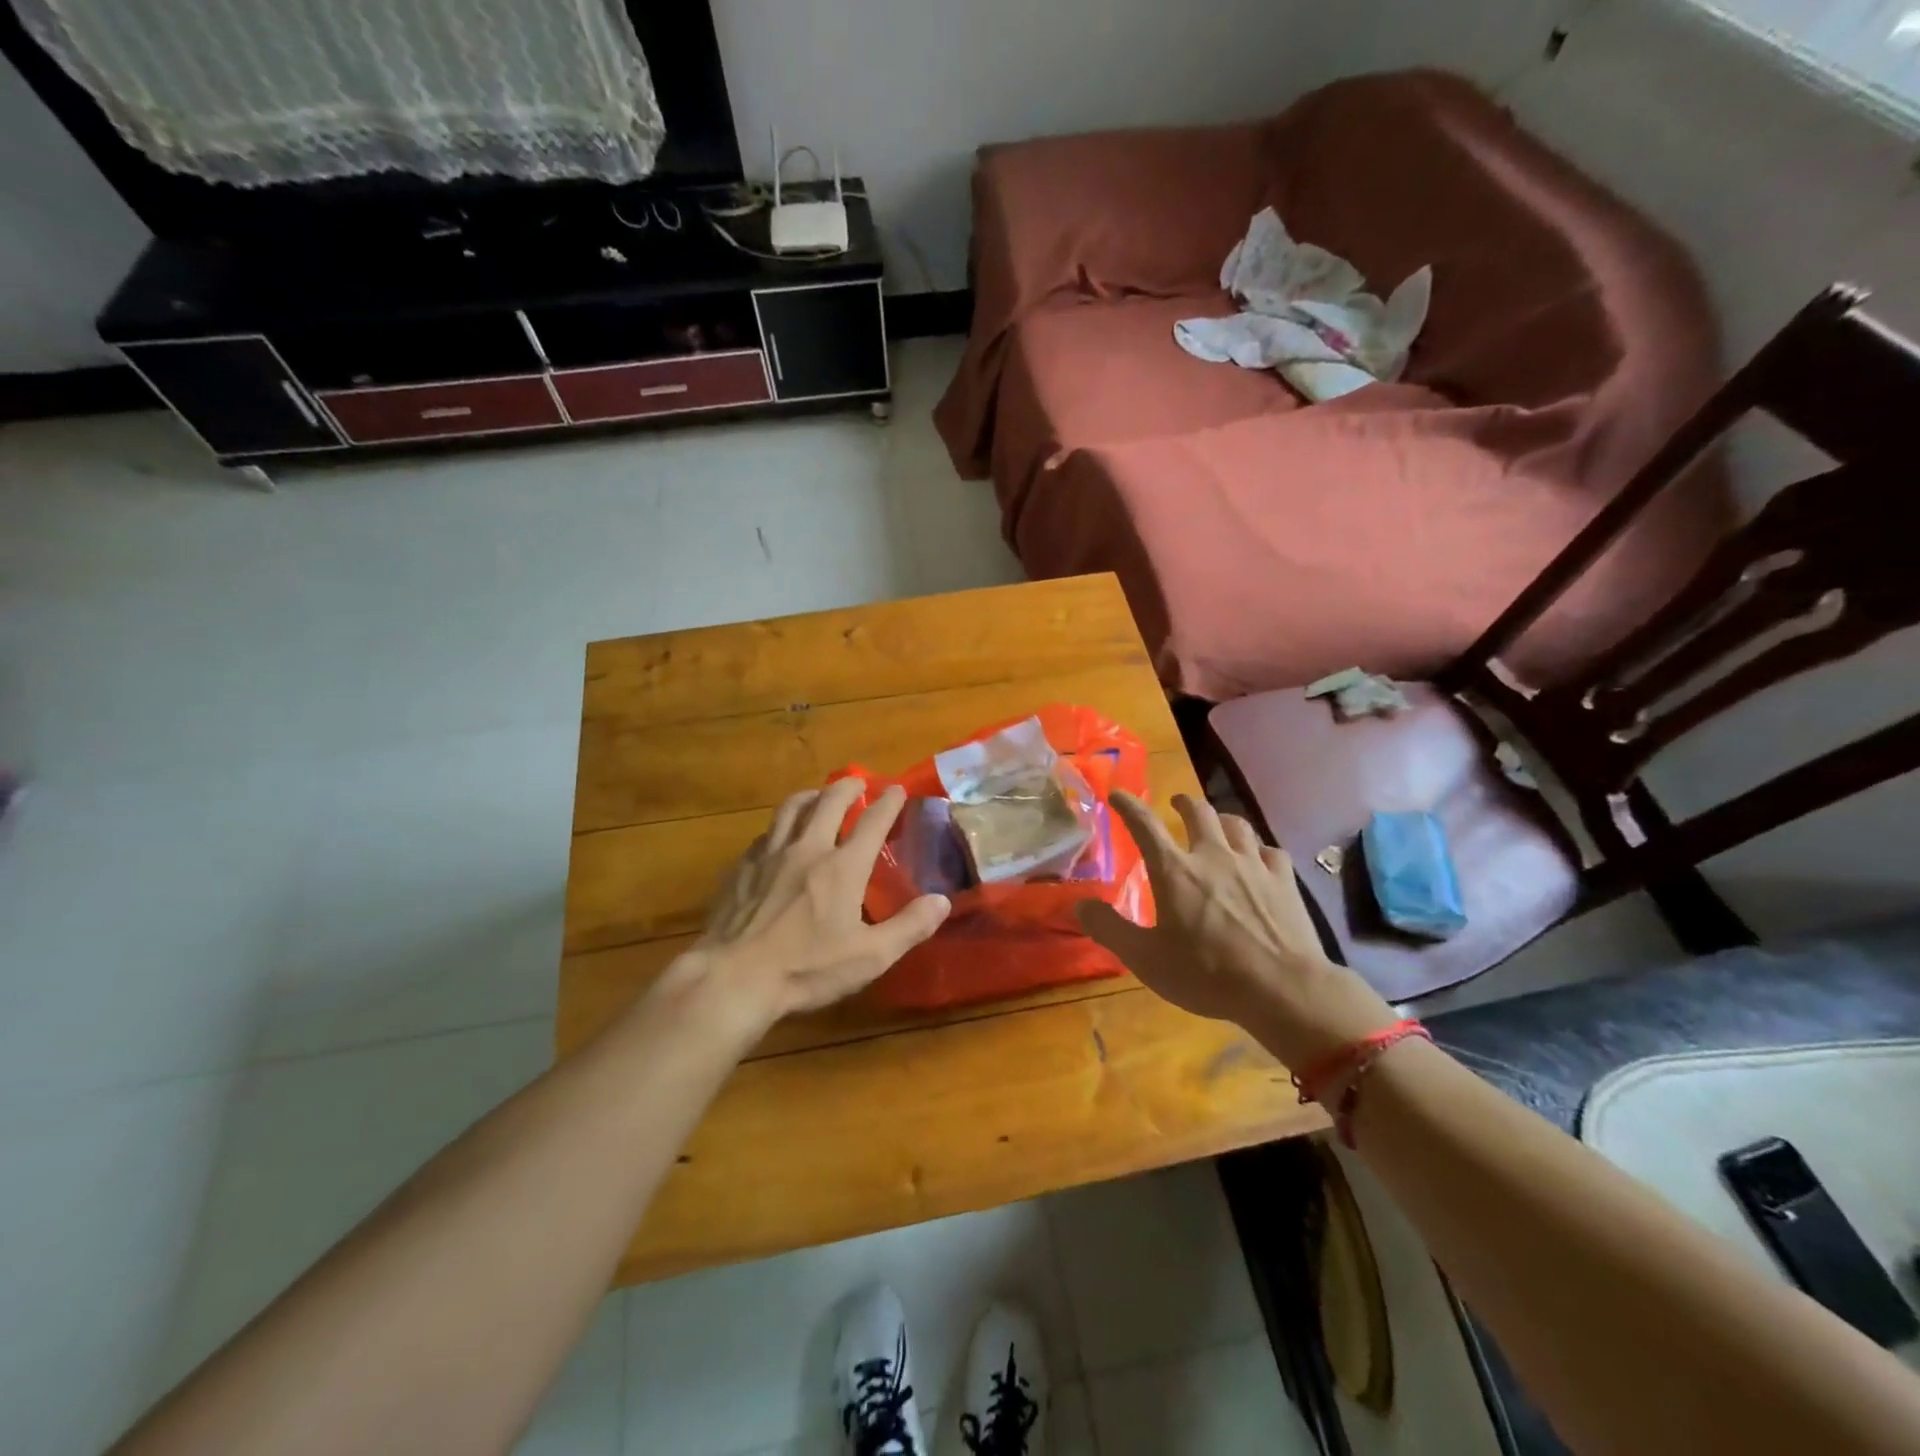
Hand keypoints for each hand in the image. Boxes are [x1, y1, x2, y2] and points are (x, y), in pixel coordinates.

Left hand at [650, 779, 950, 1036]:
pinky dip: (779, 827)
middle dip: (847, 787)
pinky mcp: (741, 869)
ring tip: (817, 796)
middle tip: (858, 782)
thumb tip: (942, 901)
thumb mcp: (869, 957)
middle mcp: (807, 849)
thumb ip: (909, 927)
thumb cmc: (806, 969)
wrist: (733, 978)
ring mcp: (769, 856)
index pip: (872, 822)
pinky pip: (764, 835)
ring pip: (790, 809)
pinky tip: (778, 838)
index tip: (897, 789)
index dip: (888, 802)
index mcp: (842, 867)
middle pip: (828, 802)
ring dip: (809, 796)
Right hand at [1076, 792, 1397, 1069]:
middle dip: (1183, 803)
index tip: (1117, 794)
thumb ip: (1109, 929)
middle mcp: (1213, 856)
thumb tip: (1079, 903)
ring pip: (1237, 825)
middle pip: (1199, 812)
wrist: (1283, 989)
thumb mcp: (1145, 958)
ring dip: (1222, 820)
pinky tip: (1260, 859)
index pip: (1144, 825)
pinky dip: (1259, 850)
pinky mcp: (1284, 880)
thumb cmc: (1206, 974)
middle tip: (1176, 803)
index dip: (1128, 806)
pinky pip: (1271, 850)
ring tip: (1217, 824)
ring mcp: (1253, 865)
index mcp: (1175, 871)